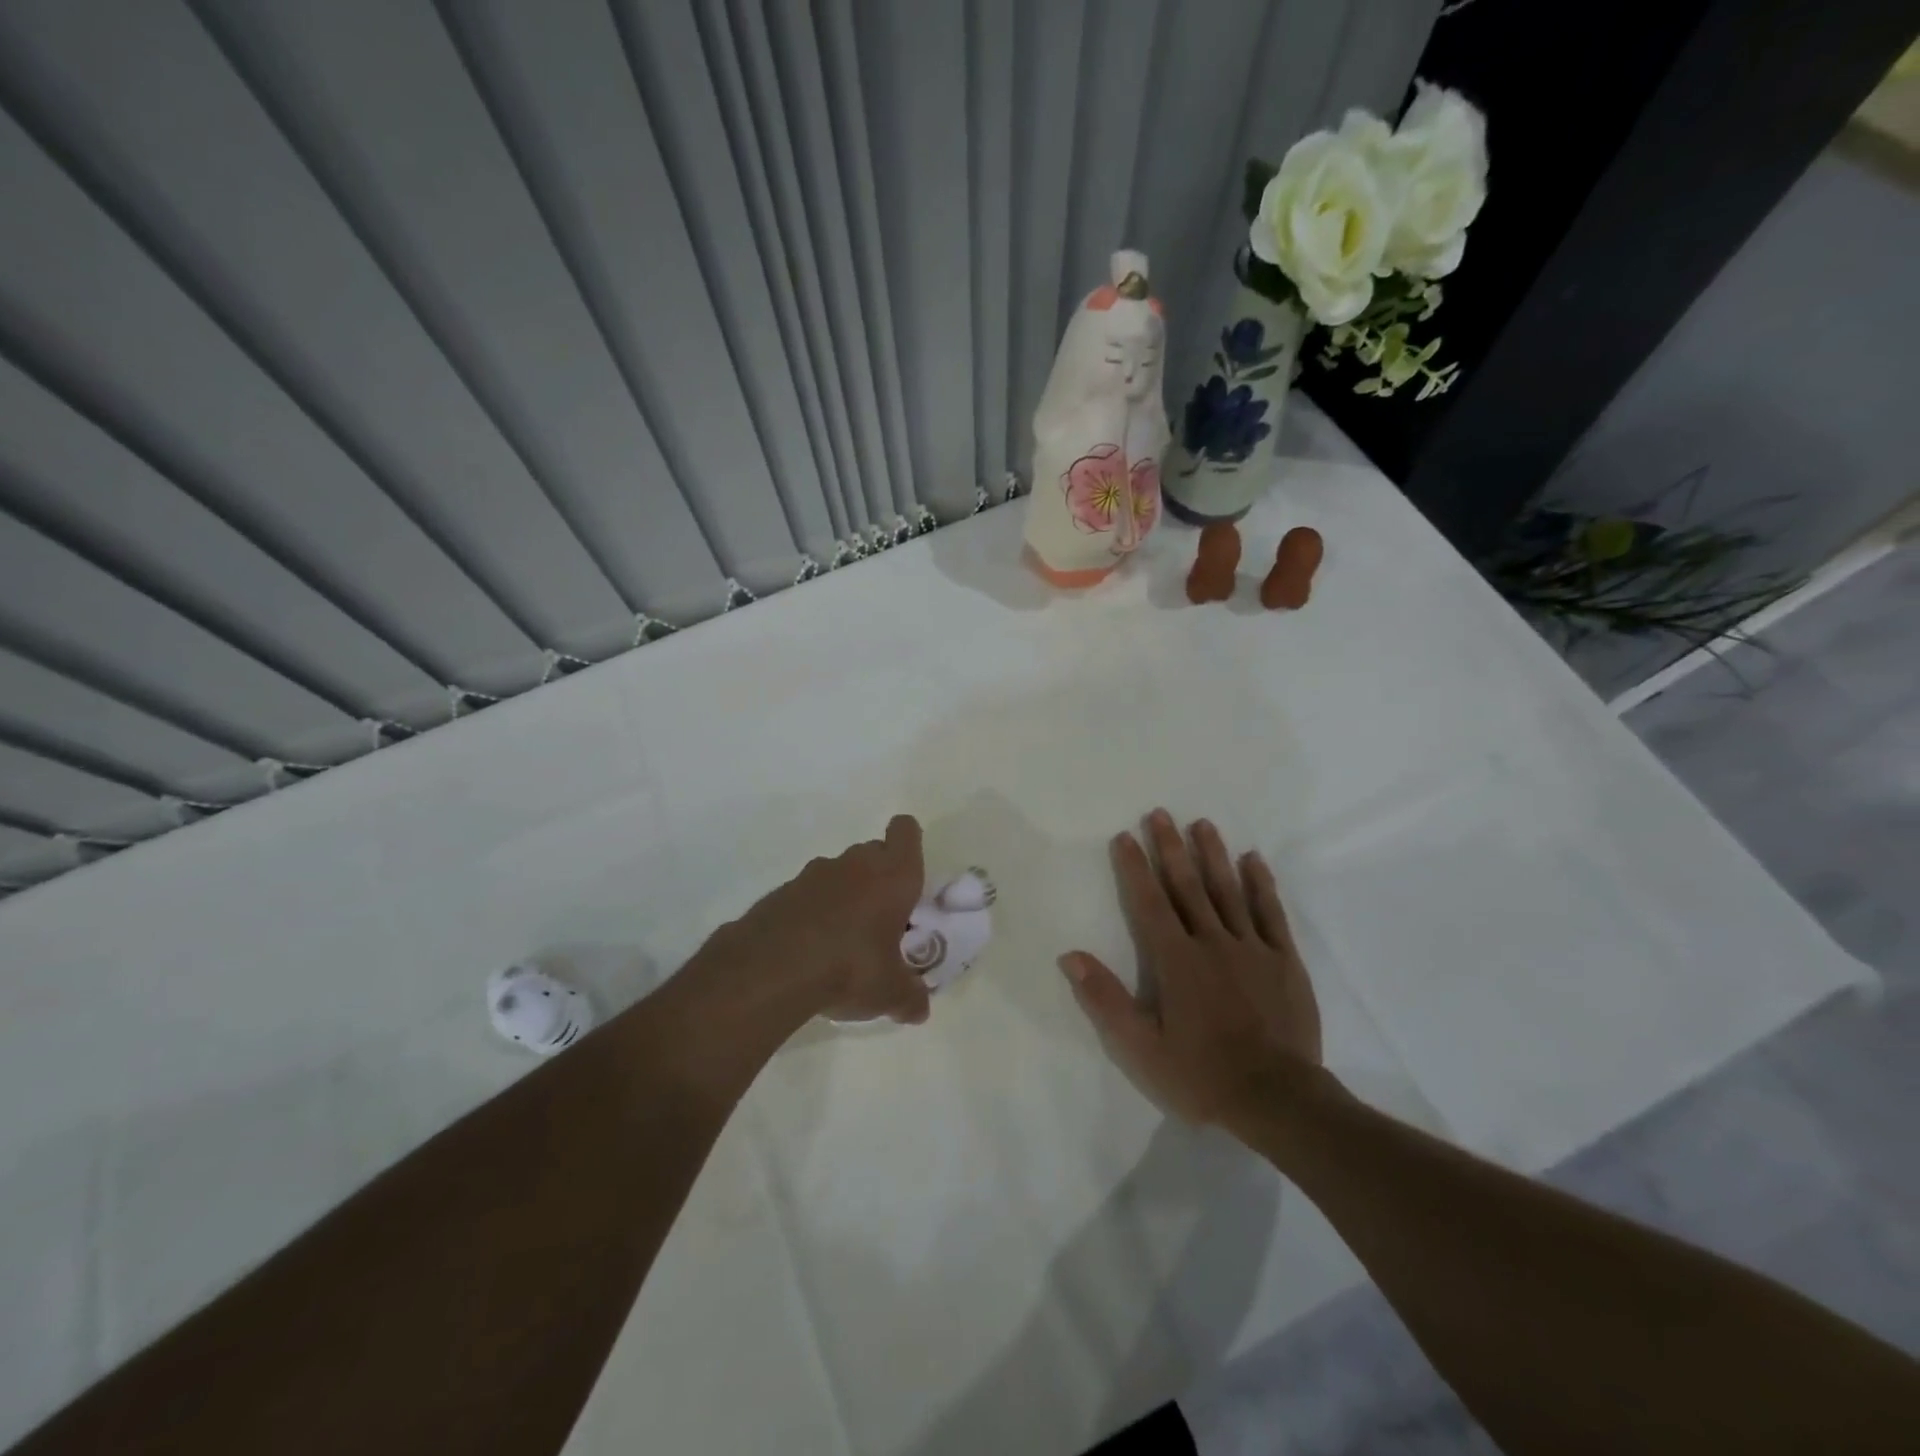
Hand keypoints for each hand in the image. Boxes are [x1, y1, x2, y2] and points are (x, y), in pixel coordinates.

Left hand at [716, 815, 931, 1025]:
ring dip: (845, 895)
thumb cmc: (850, 967)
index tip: (908, 874)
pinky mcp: (781, 891)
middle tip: (882, 918)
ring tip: (843, 939)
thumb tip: (919, 1010)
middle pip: (873, 852)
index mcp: (892, 876)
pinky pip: (808, 894)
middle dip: (879, 877)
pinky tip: (809, 949)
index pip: (905, 831)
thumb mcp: (890, 992)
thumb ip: (910, 997)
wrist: (771, 969)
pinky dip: (813, 912)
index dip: (908, 844)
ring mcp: (813, 874)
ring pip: (839, 872)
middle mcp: (855, 864)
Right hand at [1061, 810, 1321, 1134]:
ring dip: (1213, 855)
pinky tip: (1253, 860)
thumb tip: (1071, 956)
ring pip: (1228, 891)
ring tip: (1202, 824)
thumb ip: (1106, 1000)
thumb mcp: (1142, 1048)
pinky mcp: (1284, 961)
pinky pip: (1271, 913)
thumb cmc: (1203, 1075)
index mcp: (1176, 961)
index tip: (1125, 837)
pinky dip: (1261, 884)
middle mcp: (1212, 942)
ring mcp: (1252, 948)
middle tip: (1160, 814)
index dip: (1135, 868)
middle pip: (1188, 886)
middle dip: (1171, 848)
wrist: (1279, 1101)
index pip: (1149, 904)